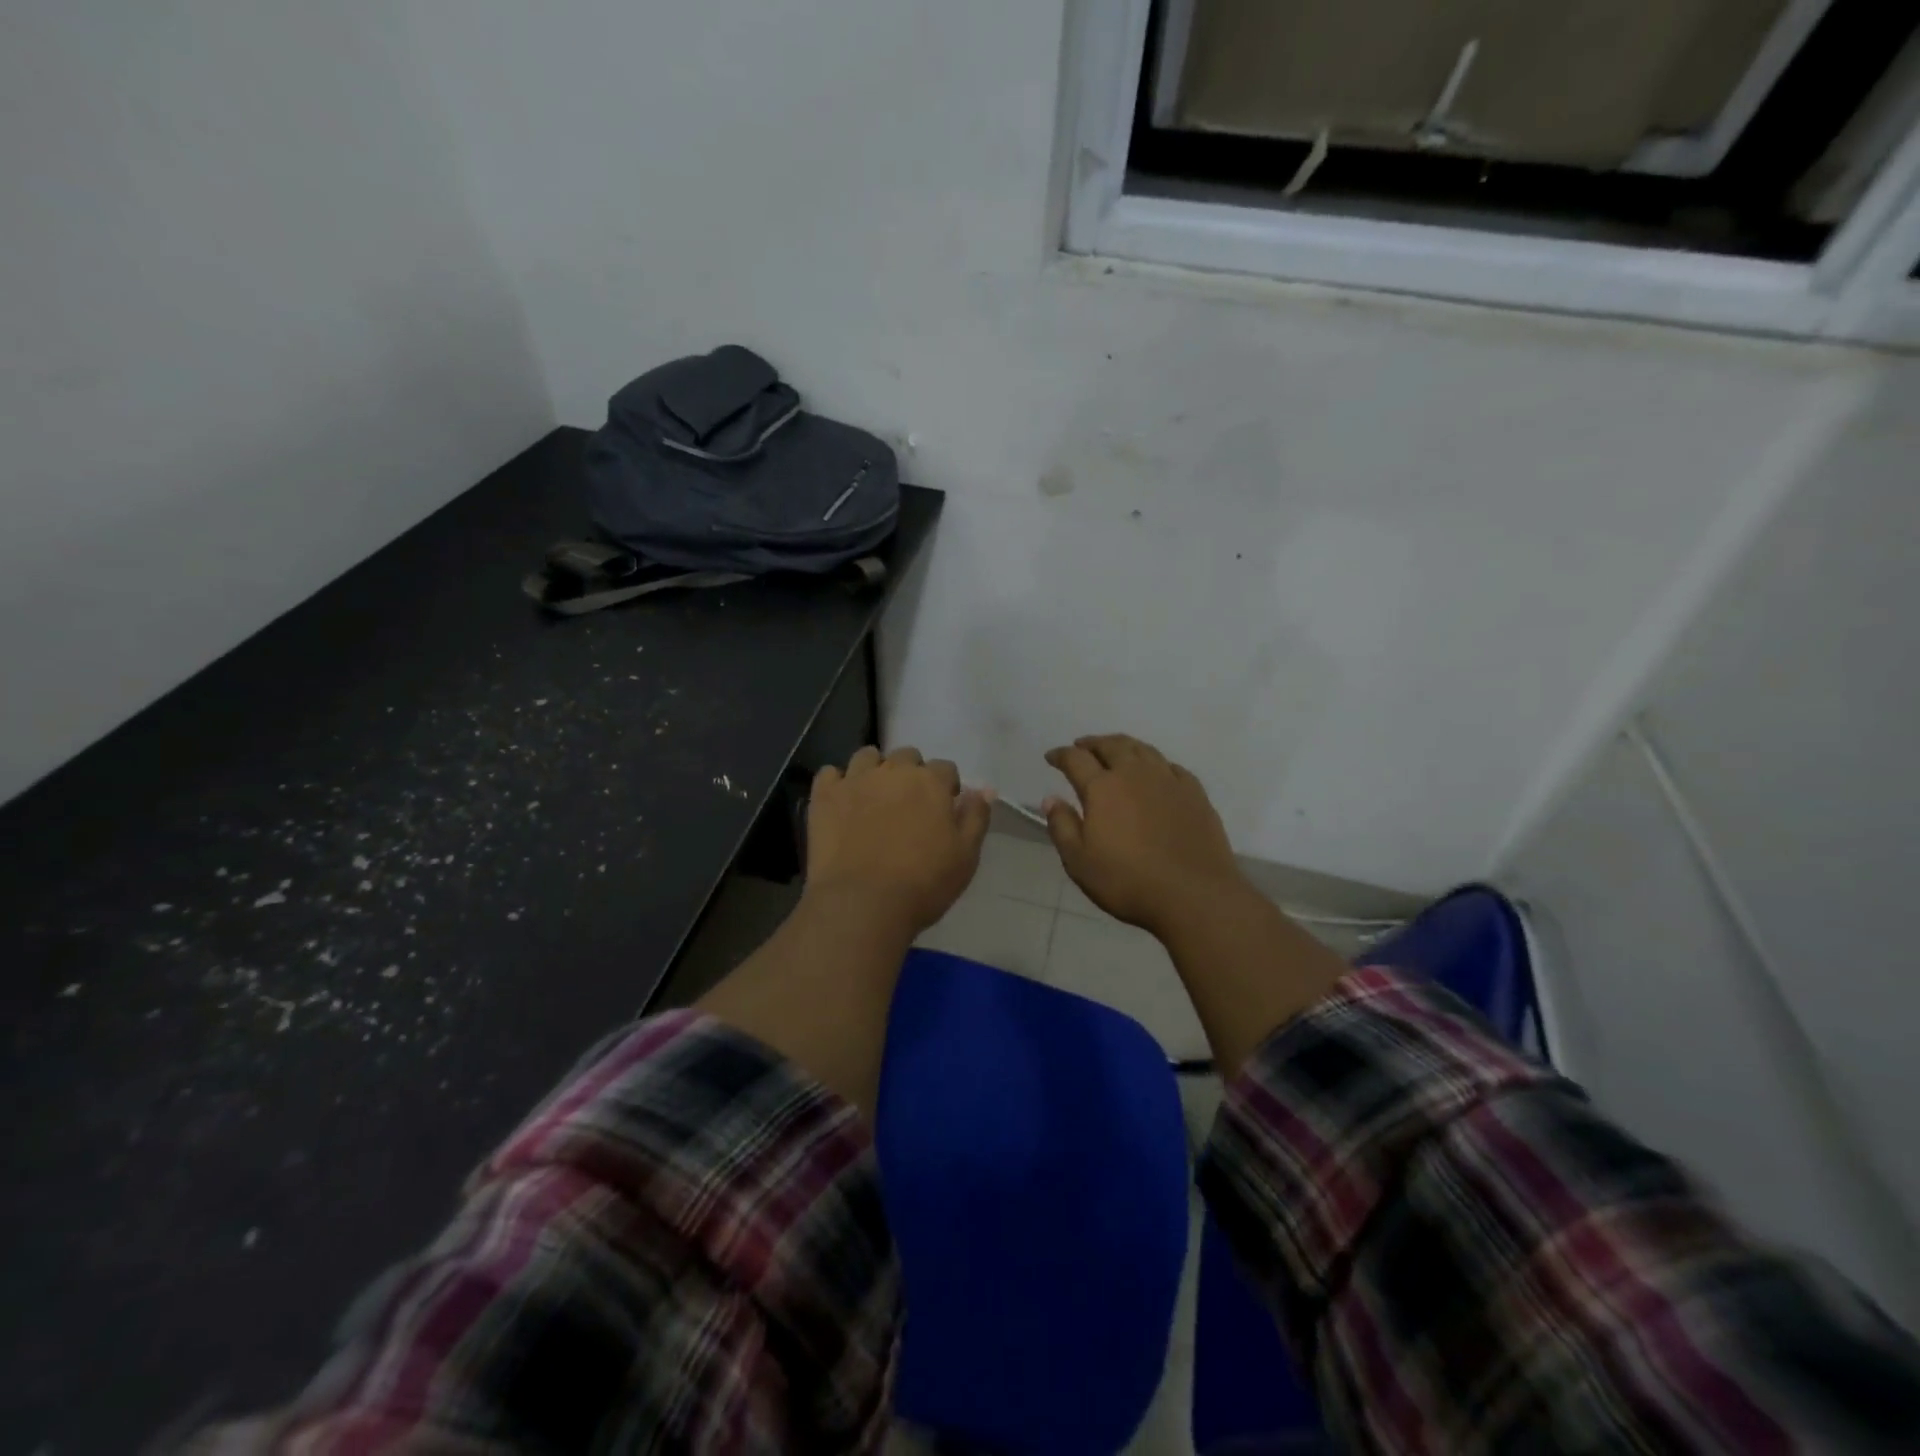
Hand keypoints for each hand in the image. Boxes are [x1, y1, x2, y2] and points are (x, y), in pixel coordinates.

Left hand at [806, 746, 992, 936]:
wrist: (862, 904)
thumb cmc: (923, 883)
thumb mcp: (965, 856)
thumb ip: (976, 817)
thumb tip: (984, 788)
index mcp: (930, 782)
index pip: (945, 768)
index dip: (946, 787)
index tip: (943, 810)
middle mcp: (893, 771)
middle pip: (907, 756)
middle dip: (911, 773)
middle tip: (909, 806)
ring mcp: (855, 780)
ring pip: (867, 756)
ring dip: (874, 770)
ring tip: (874, 797)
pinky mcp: (824, 796)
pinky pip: (829, 773)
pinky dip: (837, 783)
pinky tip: (842, 803)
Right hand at [1043, 734, 1247, 937]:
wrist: (1194, 895)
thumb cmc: (1127, 881)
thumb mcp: (1079, 861)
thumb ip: (1062, 826)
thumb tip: (1051, 799)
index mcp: (1103, 788)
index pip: (1076, 759)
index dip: (1061, 755)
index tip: (1051, 757)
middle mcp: (1135, 774)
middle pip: (1111, 746)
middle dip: (1093, 743)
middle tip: (1082, 746)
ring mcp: (1168, 780)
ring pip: (1143, 749)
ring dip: (1123, 745)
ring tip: (1115, 750)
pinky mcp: (1195, 793)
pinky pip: (1171, 766)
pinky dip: (1155, 763)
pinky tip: (1156, 771)